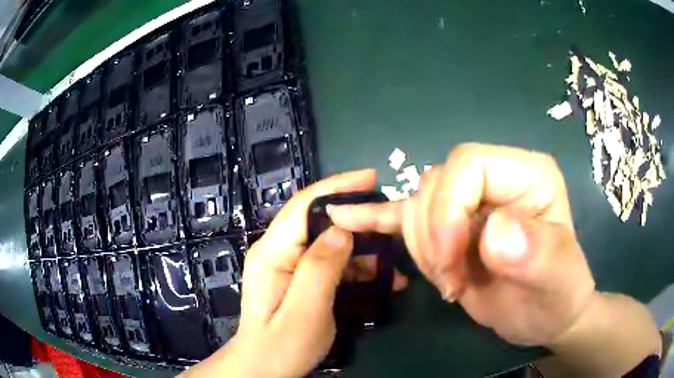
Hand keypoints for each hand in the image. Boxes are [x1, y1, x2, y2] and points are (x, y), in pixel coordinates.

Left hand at [184, 169, 405, 377]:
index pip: (303, 206)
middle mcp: (277, 251)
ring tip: (392, 259)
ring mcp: (287, 264)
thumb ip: (321, 268)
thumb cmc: (281, 346)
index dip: (337, 188)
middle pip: (317, 220)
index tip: (372, 177)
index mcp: (272, 253)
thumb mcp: (304, 311)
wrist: (263, 368)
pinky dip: (354, 265)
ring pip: (327, 242)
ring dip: (360, 247)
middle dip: (355, 218)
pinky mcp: (298, 278)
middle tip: (390, 223)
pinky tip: (378, 277)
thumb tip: (342, 230)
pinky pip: (329, 261)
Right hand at [330, 143, 596, 346]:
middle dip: (434, 238)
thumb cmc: (557, 294)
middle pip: (436, 184)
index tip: (451, 264)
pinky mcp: (449, 226)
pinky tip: (346, 217)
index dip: (449, 210)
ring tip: (450, 281)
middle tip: (454, 282)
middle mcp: (495, 176)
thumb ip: (536, 252)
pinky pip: (405, 214)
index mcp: (526, 173)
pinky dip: (376, 217)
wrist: (544, 316)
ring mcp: (470, 200)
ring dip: (422, 248)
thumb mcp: (557, 278)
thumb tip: (493, 233)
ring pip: (416, 204)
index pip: (467, 164)